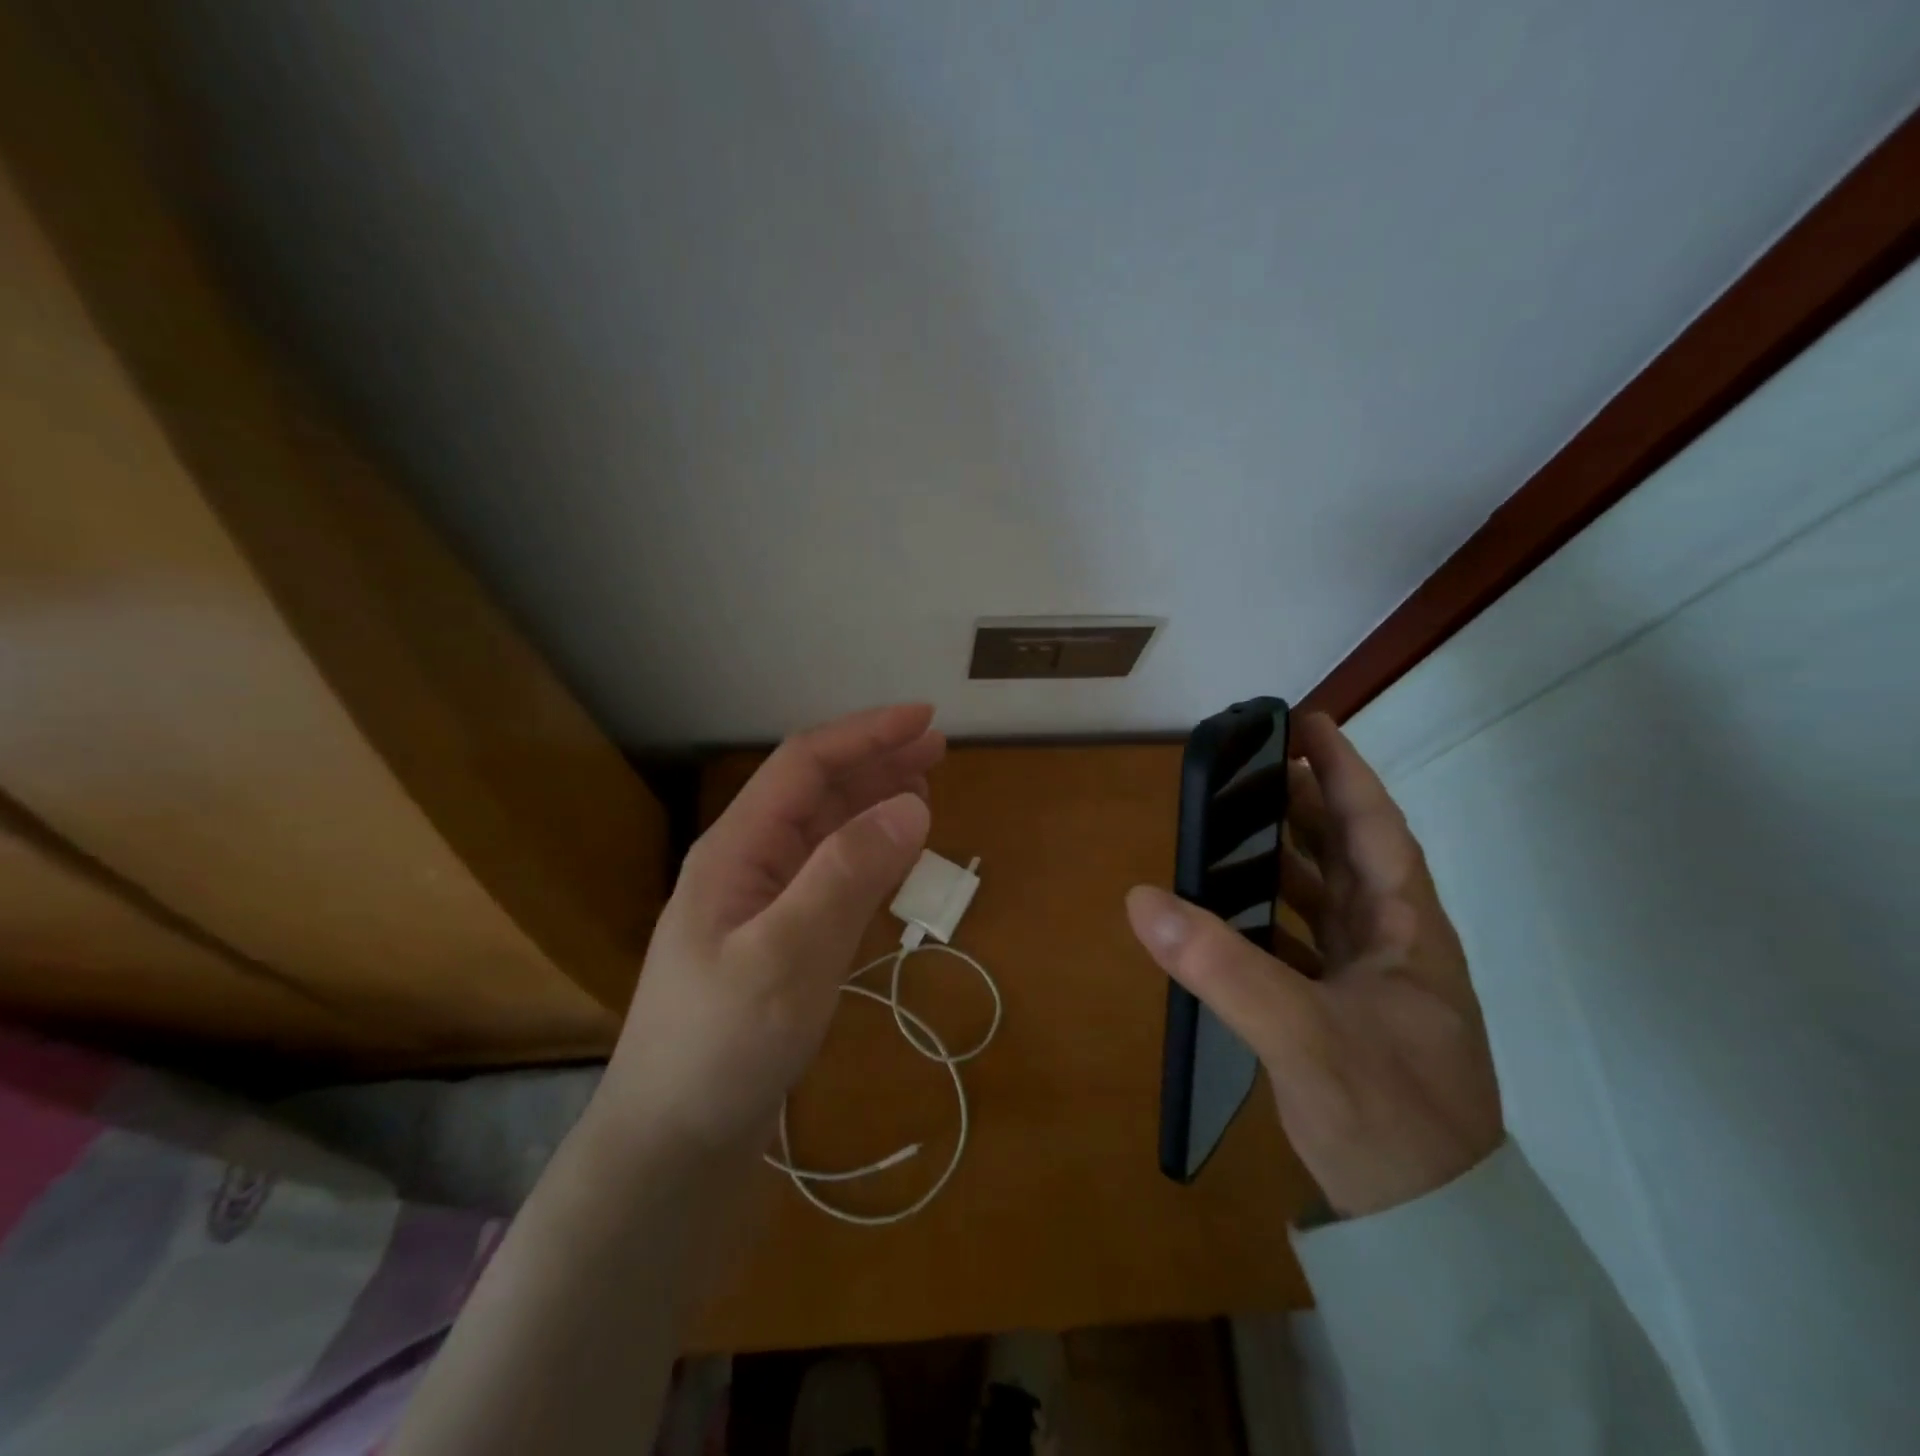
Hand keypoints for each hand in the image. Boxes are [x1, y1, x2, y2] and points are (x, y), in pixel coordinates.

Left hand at [595, 704, 942, 1160]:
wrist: (674, 1145)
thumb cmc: (722, 1047)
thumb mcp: (788, 955)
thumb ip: (847, 874)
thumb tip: (912, 802)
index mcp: (737, 849)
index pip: (805, 766)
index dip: (865, 735)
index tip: (925, 719)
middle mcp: (747, 864)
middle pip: (816, 792)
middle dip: (875, 761)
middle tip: (938, 748)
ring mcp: (762, 904)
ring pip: (825, 832)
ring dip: (873, 802)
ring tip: (924, 787)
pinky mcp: (779, 941)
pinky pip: (830, 876)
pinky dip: (868, 854)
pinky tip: (892, 855)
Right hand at [1126, 712, 1502, 1217]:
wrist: (1430, 1228)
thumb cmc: (1385, 1117)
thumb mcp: (1301, 1037)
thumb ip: (1221, 966)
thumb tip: (1142, 898)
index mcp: (1407, 931)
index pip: (1376, 827)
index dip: (1343, 770)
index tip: (1307, 722)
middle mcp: (1395, 945)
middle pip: (1350, 853)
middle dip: (1307, 804)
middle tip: (1254, 768)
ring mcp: (1374, 982)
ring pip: (1328, 898)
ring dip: (1287, 859)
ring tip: (1234, 828)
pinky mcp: (1349, 1013)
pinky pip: (1307, 942)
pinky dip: (1272, 917)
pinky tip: (1232, 915)